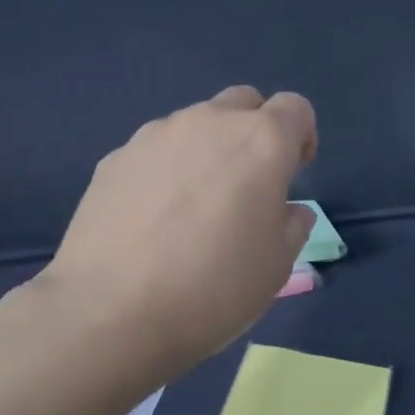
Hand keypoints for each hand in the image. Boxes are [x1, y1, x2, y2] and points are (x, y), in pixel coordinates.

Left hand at [38, 86, 318, 372]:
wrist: (112, 310)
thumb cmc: (214, 288)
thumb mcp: (278, 265)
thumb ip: (292, 224)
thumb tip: (285, 209)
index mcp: (260, 142)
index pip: (295, 108)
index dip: (302, 137)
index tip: (293, 174)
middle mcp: (208, 123)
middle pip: (243, 103)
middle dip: (254, 132)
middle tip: (248, 185)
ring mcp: (155, 136)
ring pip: (195, 125)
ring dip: (207, 150)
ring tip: (194, 208)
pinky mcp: (114, 158)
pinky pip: (155, 152)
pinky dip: (166, 171)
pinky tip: (153, 220)